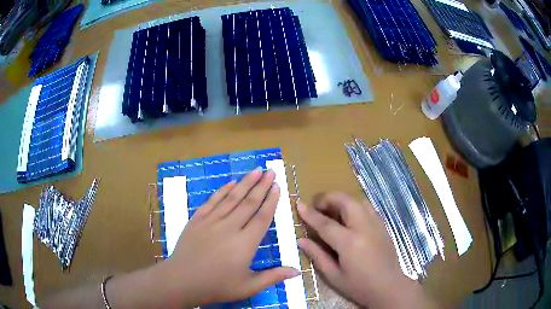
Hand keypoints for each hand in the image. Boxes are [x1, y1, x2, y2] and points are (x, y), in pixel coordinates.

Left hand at [160, 168, 299, 306]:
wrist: (182, 281)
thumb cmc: (217, 286)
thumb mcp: (248, 286)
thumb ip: (273, 276)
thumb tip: (298, 272)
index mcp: (245, 243)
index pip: (262, 217)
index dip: (271, 201)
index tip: (277, 187)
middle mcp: (230, 227)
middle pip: (249, 203)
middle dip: (261, 185)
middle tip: (270, 171)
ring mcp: (211, 221)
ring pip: (232, 198)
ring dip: (245, 183)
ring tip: (256, 170)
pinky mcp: (197, 220)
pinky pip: (212, 201)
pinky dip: (222, 191)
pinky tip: (230, 183)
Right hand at [298, 192, 434, 308]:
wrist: (389, 287)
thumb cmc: (359, 286)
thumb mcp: (334, 275)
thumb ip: (317, 255)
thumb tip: (301, 240)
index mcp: (350, 243)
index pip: (326, 223)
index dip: (310, 213)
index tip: (299, 204)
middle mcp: (364, 228)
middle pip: (345, 201)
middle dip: (328, 198)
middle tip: (317, 208)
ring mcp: (376, 224)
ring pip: (358, 200)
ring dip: (342, 200)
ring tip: (332, 211)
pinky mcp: (383, 225)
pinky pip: (366, 207)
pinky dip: (354, 206)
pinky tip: (348, 218)